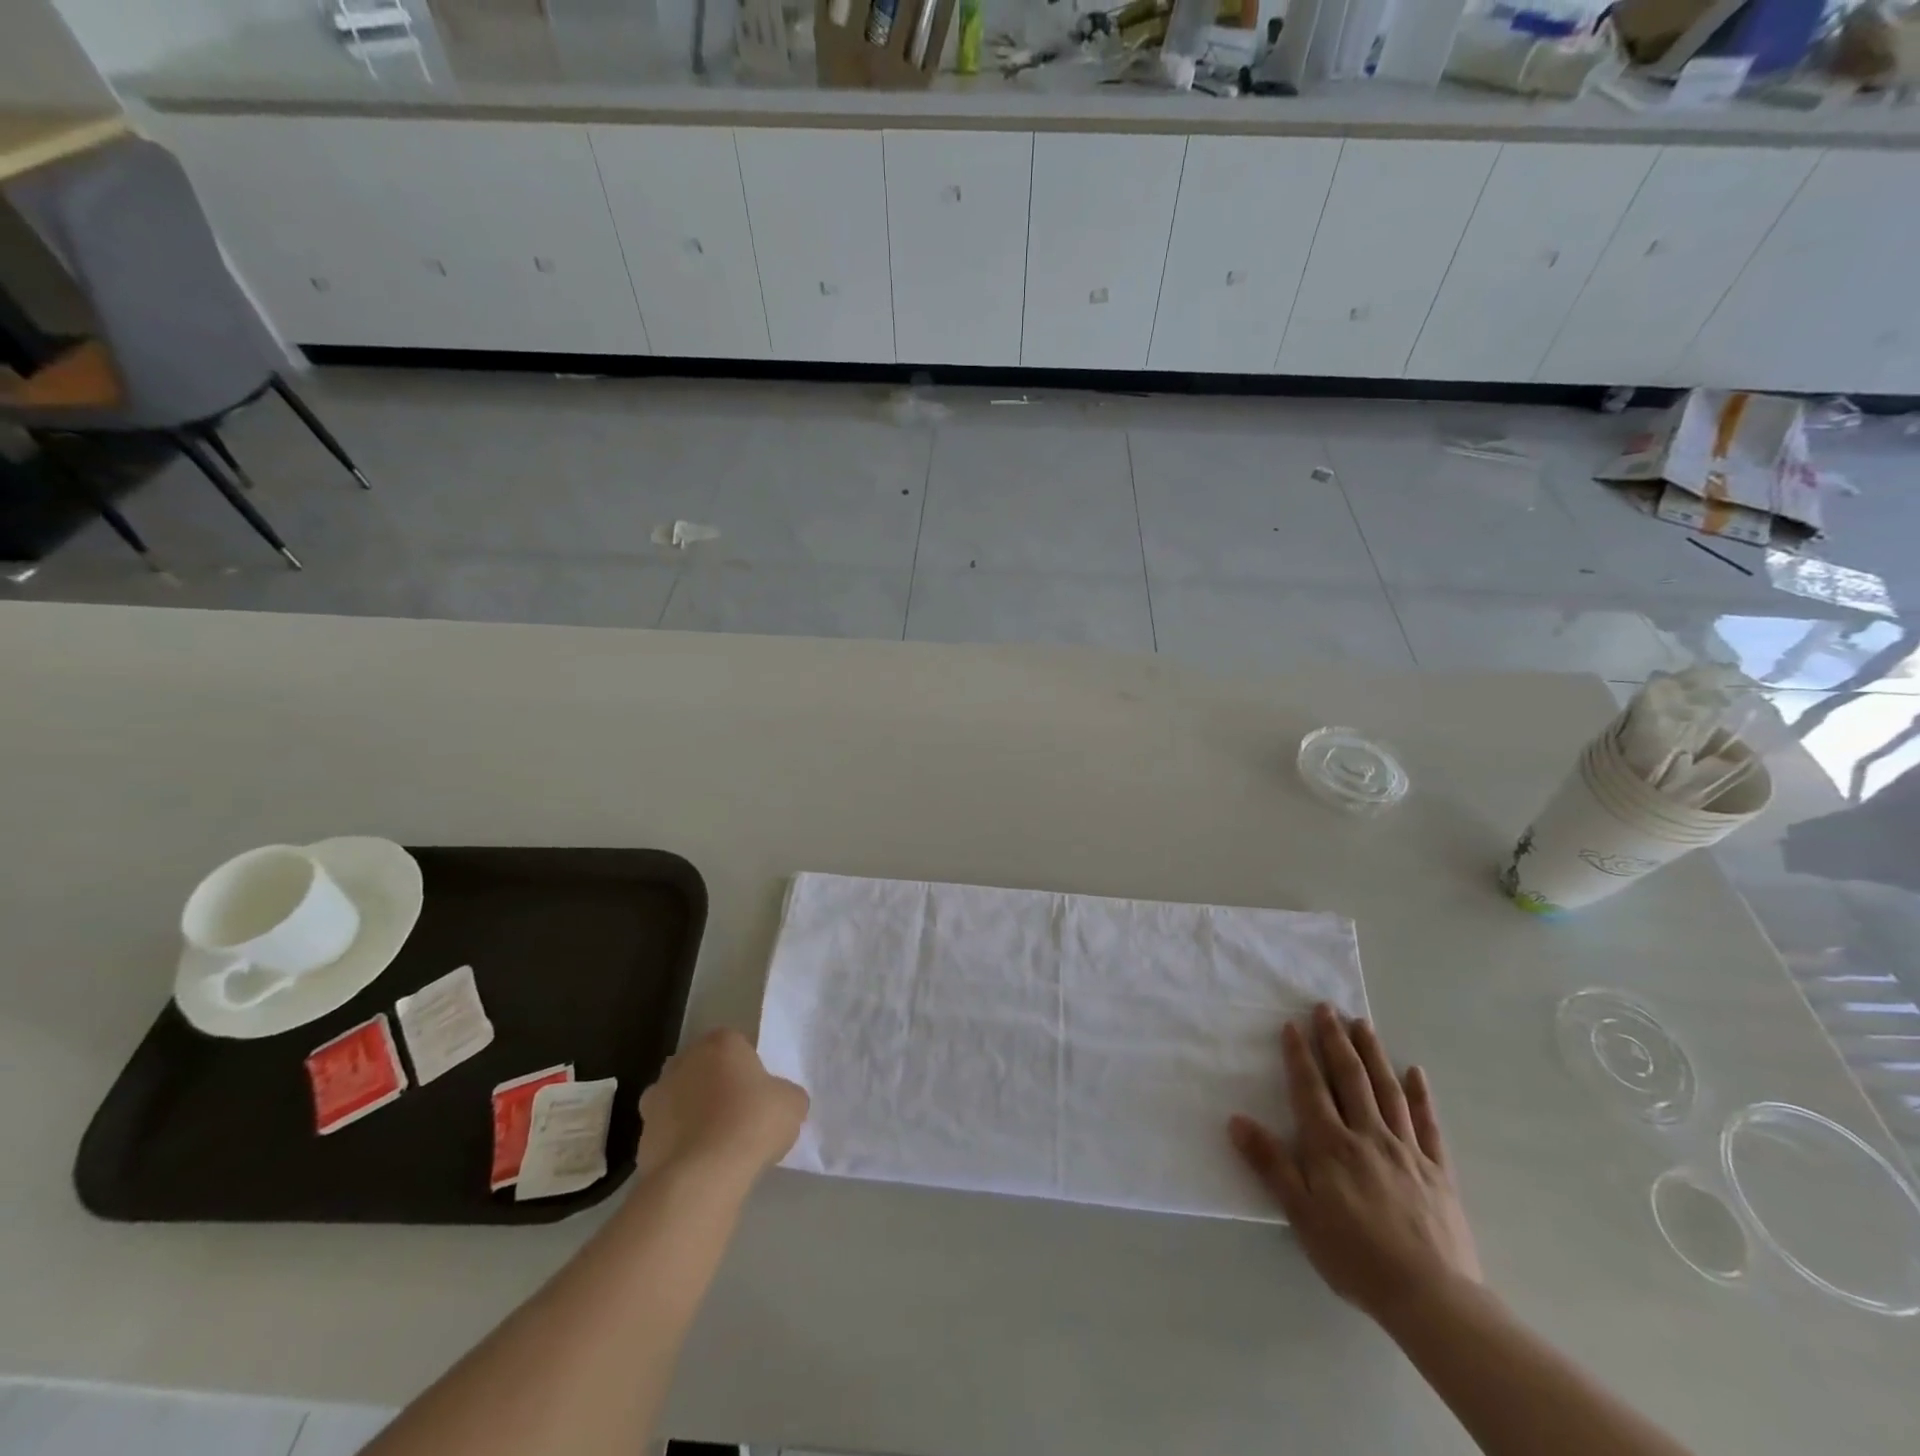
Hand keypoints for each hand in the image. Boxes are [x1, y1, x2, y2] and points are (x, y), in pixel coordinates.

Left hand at [637, 1028, 808, 1185]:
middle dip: (716, 1086)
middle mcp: (683, 1060)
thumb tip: (779, 1101)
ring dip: (694, 1114)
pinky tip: (699, 1165)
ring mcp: (657, 1097)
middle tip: (738, 1115)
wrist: (701, 1175)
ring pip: (681, 1099)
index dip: (749, 1069)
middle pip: (704, 1068)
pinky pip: (668, 1133)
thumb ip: (786, 1094)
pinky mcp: (642, 1135)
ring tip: (717, 1145)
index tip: (759, 1094)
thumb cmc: (752, 1123)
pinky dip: (680, 1144)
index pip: (737, 1045)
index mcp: (721, 1042)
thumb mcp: (792, 1103)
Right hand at [1228, 1003, 1481, 1325]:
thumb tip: (1237, 1120)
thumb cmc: (1355, 1256)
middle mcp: (1368, 1136)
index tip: (1293, 1024)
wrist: (1432, 1298)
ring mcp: (1406, 1150)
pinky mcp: (1437, 1171)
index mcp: (1331, 1146)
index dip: (1300, 1055)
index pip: (1310, 1089)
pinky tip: (1416, 1072)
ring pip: (1387, 1090)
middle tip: (1327, 1007)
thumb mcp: (1301, 1214)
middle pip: (1350, 1078)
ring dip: (1373, 1054)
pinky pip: (1428, 1124)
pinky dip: (1421, 1095)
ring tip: (1363, 1024)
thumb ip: (1270, 1164)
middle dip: (1336, 1040)